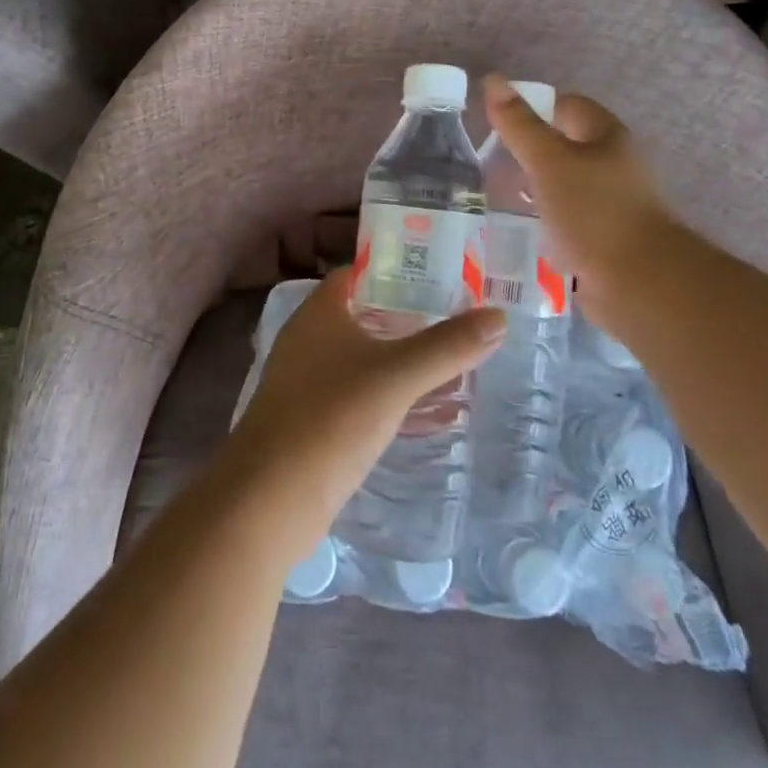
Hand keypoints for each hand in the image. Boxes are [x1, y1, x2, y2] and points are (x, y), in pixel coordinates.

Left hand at [226, 268, 504, 560]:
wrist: (269, 498)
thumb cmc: (330, 418)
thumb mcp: (395, 377)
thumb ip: (447, 347)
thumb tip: (498, 317)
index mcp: (319, 312)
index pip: (360, 272)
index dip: (398, 268)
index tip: (444, 273)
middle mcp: (310, 338)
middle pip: (366, 313)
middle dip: (410, 316)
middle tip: (461, 317)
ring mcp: (309, 380)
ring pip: (365, 357)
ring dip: (404, 359)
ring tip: (457, 361)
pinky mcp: (315, 419)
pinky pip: (362, 395)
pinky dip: (394, 396)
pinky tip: (431, 412)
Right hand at [481, 74, 675, 332]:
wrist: (638, 283)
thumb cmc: (594, 212)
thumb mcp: (549, 162)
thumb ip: (519, 125)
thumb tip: (492, 79)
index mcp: (607, 138)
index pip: (567, 107)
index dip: (533, 108)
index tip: (496, 124)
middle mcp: (613, 166)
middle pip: (564, 147)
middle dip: (526, 153)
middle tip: (486, 161)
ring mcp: (608, 205)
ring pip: (561, 186)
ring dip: (531, 189)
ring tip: (491, 195)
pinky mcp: (600, 239)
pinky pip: (563, 220)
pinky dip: (540, 221)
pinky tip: (513, 229)